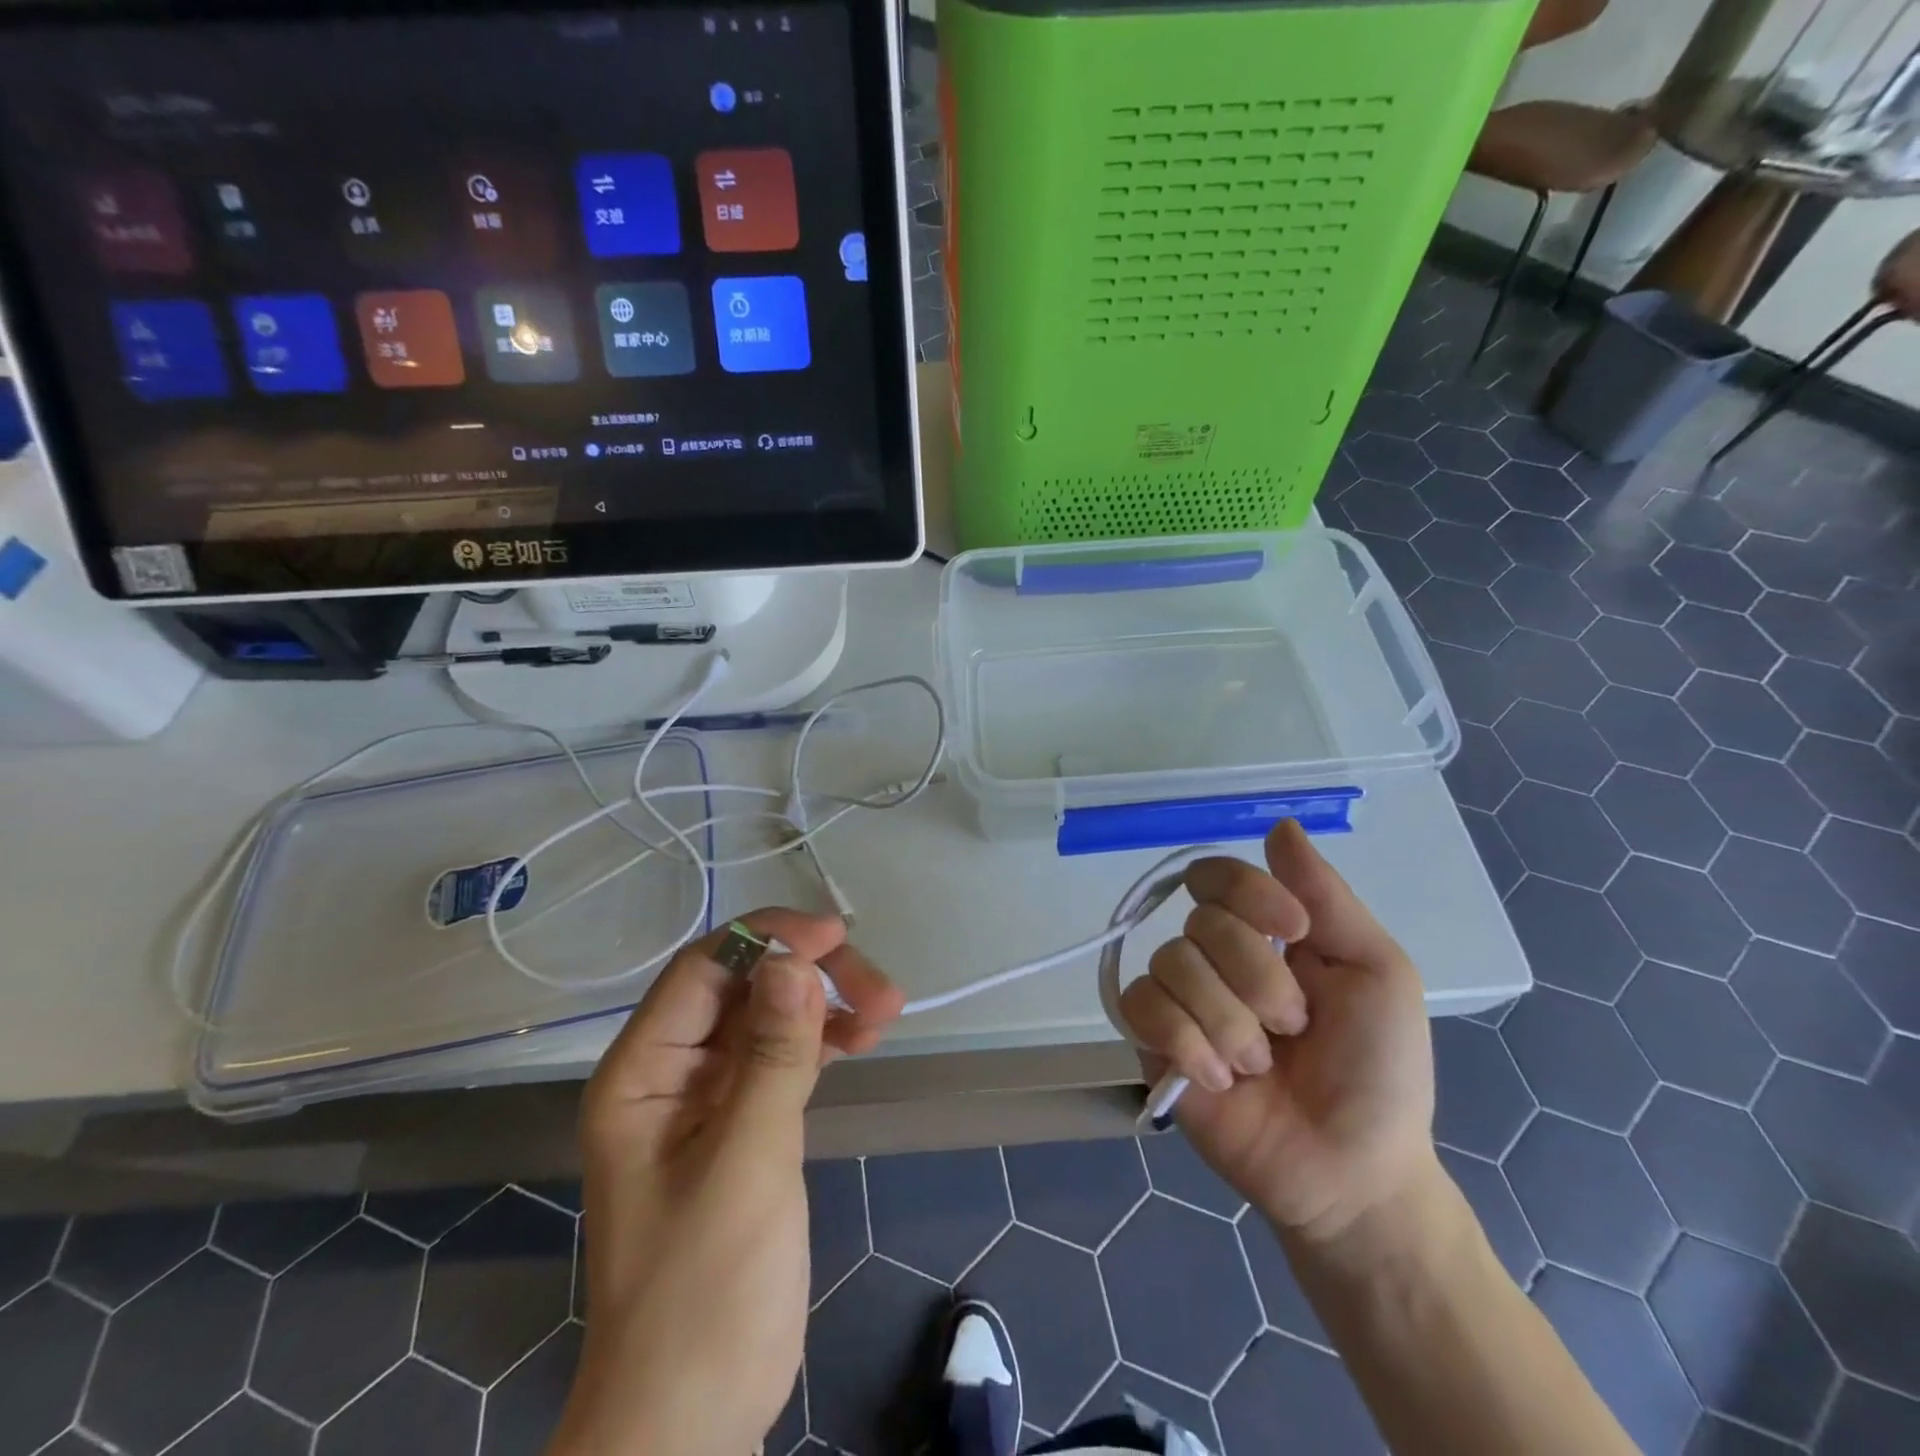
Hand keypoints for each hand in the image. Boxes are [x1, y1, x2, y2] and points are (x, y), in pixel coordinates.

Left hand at [550, 910, 904, 1455]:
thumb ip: (773, 1056)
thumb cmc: (705, 1293)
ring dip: (826, 1005)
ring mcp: (710, 1097)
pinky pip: (785, 1056)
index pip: (703, 970)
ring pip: (771, 1018)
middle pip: (744, 987)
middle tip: (880, 989)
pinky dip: (824, 1040)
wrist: (693, 1418)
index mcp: (642, 1072)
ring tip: (886, 1012)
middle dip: (811, 976)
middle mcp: (671, 1071)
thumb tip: (794, 959)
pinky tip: (863, 1037)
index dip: (767, 939)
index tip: (836, 938)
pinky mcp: (746, 1122)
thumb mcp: (746, 1164)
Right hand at [1119, 819, 1435, 1246]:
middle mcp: (1213, 956)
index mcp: (1262, 932)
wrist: (1352, 1170)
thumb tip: (1280, 824)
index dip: (1247, 893)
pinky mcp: (1151, 1043)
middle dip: (1257, 979)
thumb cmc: (1378, 1069)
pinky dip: (1186, 1042)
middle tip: (1292, 1027)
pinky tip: (1218, 1079)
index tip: (1294, 932)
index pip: (1218, 876)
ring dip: (1228, 1021)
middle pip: (1200, 922)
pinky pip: (1142, 1008)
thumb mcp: (1376, 973)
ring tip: (1259, 1066)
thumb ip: (1326, 897)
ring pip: (1172, 965)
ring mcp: (1179, 999)